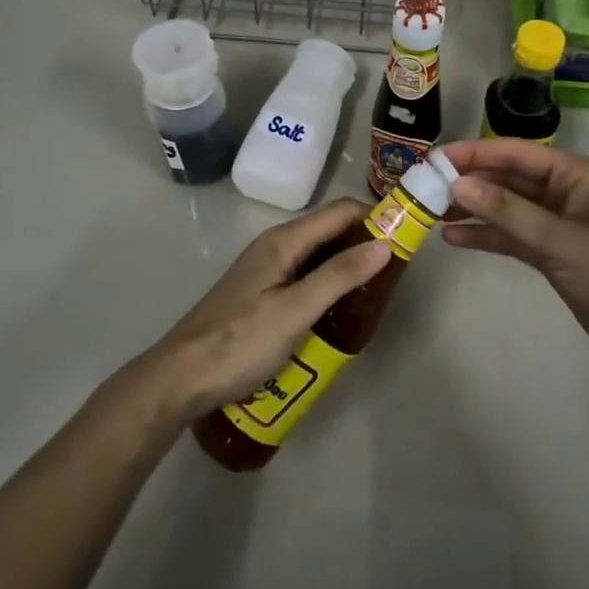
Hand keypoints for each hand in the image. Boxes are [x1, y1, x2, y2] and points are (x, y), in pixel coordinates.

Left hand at [139, 198, 389, 418]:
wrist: (181, 377)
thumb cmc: (240, 341)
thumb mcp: (295, 310)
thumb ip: (339, 276)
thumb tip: (384, 243)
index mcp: (284, 241)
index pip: (341, 212)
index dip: (375, 218)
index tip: (406, 241)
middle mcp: (277, 246)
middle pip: (331, 231)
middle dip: (365, 245)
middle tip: (394, 277)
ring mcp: (267, 270)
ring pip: (319, 257)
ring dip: (348, 268)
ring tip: (375, 297)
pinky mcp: (263, 294)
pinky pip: (305, 278)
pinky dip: (329, 286)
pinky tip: (340, 313)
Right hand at [440, 139, 588, 373]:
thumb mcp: (560, 242)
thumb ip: (508, 212)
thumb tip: (457, 184)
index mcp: (576, 175)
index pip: (516, 154)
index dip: (474, 153)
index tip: (434, 158)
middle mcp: (565, 192)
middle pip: (508, 179)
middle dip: (469, 181)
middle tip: (424, 186)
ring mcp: (558, 223)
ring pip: (506, 207)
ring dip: (473, 209)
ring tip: (430, 211)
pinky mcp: (552, 252)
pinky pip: (512, 235)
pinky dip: (486, 235)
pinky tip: (454, 238)